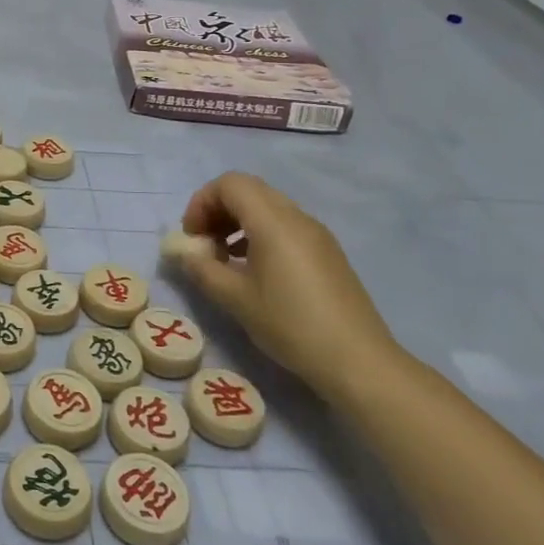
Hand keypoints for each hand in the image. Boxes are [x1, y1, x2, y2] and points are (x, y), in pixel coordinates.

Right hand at [177, 172, 397, 397]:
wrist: (358, 361)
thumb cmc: (290, 325)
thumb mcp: (235, 299)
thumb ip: (202, 269)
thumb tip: (185, 254)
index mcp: (273, 221)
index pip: (230, 184)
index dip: (202, 202)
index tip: (192, 236)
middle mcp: (297, 217)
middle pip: (249, 190)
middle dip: (218, 209)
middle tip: (204, 243)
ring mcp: (316, 233)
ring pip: (268, 206)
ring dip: (238, 221)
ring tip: (225, 258)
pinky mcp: (327, 252)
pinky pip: (285, 225)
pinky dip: (260, 233)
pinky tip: (253, 269)